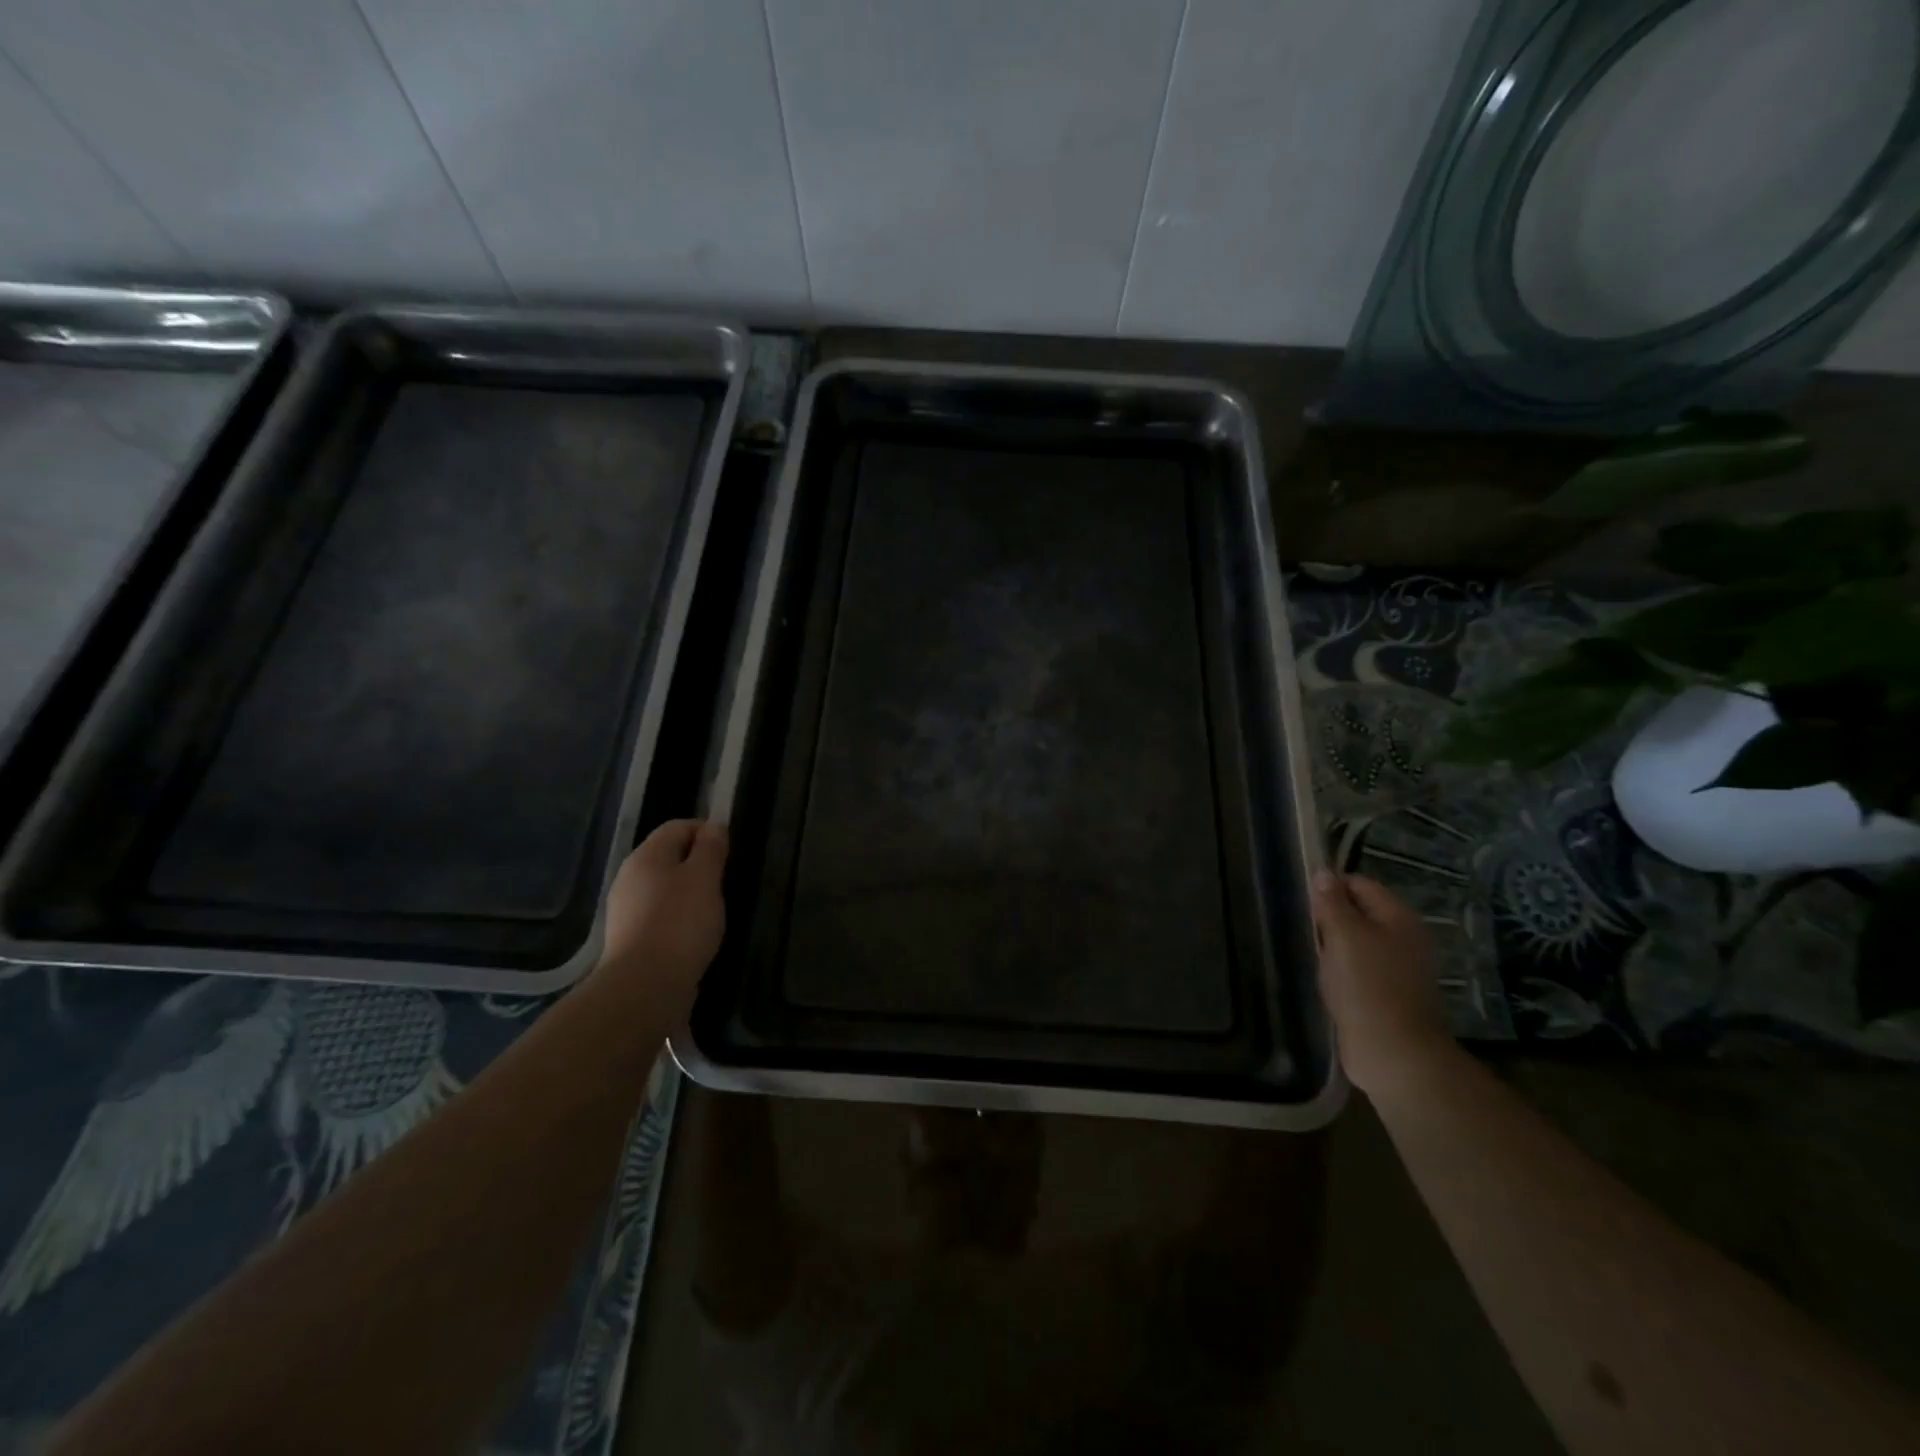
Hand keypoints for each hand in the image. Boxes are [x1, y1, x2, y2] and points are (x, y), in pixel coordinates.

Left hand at [596, 819, 727, 1006]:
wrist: (644, 986)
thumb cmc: (680, 923)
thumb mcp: (705, 878)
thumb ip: (711, 849)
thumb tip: (714, 827)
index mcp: (646, 856)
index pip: (678, 826)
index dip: (706, 831)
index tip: (730, 851)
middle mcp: (630, 877)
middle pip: (669, 856)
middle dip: (699, 863)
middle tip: (725, 881)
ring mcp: (626, 909)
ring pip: (664, 887)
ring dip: (690, 892)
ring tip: (713, 910)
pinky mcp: (630, 938)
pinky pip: (659, 914)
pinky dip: (679, 917)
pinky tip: (694, 934)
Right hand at [1310, 870, 1455, 1098]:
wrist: (1393, 1053)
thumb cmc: (1367, 986)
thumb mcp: (1344, 936)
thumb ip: (1332, 903)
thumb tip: (1323, 873)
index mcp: (1398, 918)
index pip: (1359, 884)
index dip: (1329, 887)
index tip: (1302, 900)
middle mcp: (1403, 938)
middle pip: (1358, 913)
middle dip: (1329, 918)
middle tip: (1302, 927)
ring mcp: (1397, 968)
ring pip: (1356, 943)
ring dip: (1331, 946)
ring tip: (1308, 953)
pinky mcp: (1386, 994)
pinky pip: (1357, 970)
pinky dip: (1339, 971)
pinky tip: (1322, 978)